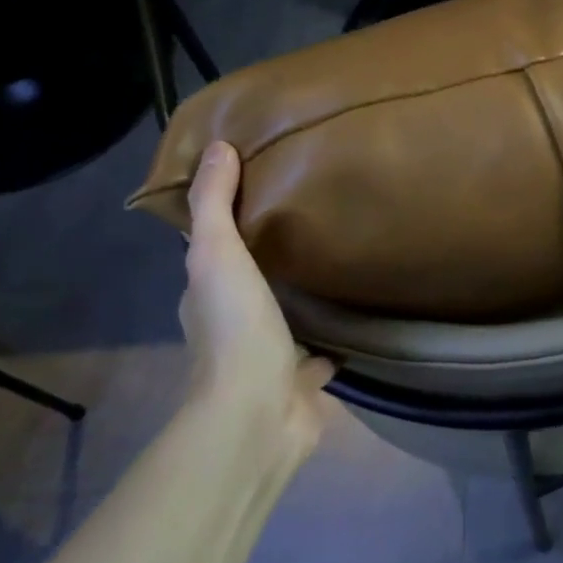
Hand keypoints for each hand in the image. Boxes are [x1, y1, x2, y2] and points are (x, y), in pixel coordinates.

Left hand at [180, 141, 335, 454]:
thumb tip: (217, 147)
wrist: (258, 414)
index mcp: (206, 298)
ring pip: (284, 322)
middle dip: (269, 263)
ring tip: (336, 267)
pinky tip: (356, 320)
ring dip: (300, 303)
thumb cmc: (235, 329)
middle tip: (308, 225)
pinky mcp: (301, 385)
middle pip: (250, 286)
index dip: (226, 224)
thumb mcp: (217, 255)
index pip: (212, 252)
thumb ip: (214, 205)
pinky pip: (318, 357)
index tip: (258, 191)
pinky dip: (332, 343)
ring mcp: (267, 360)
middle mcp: (232, 328)